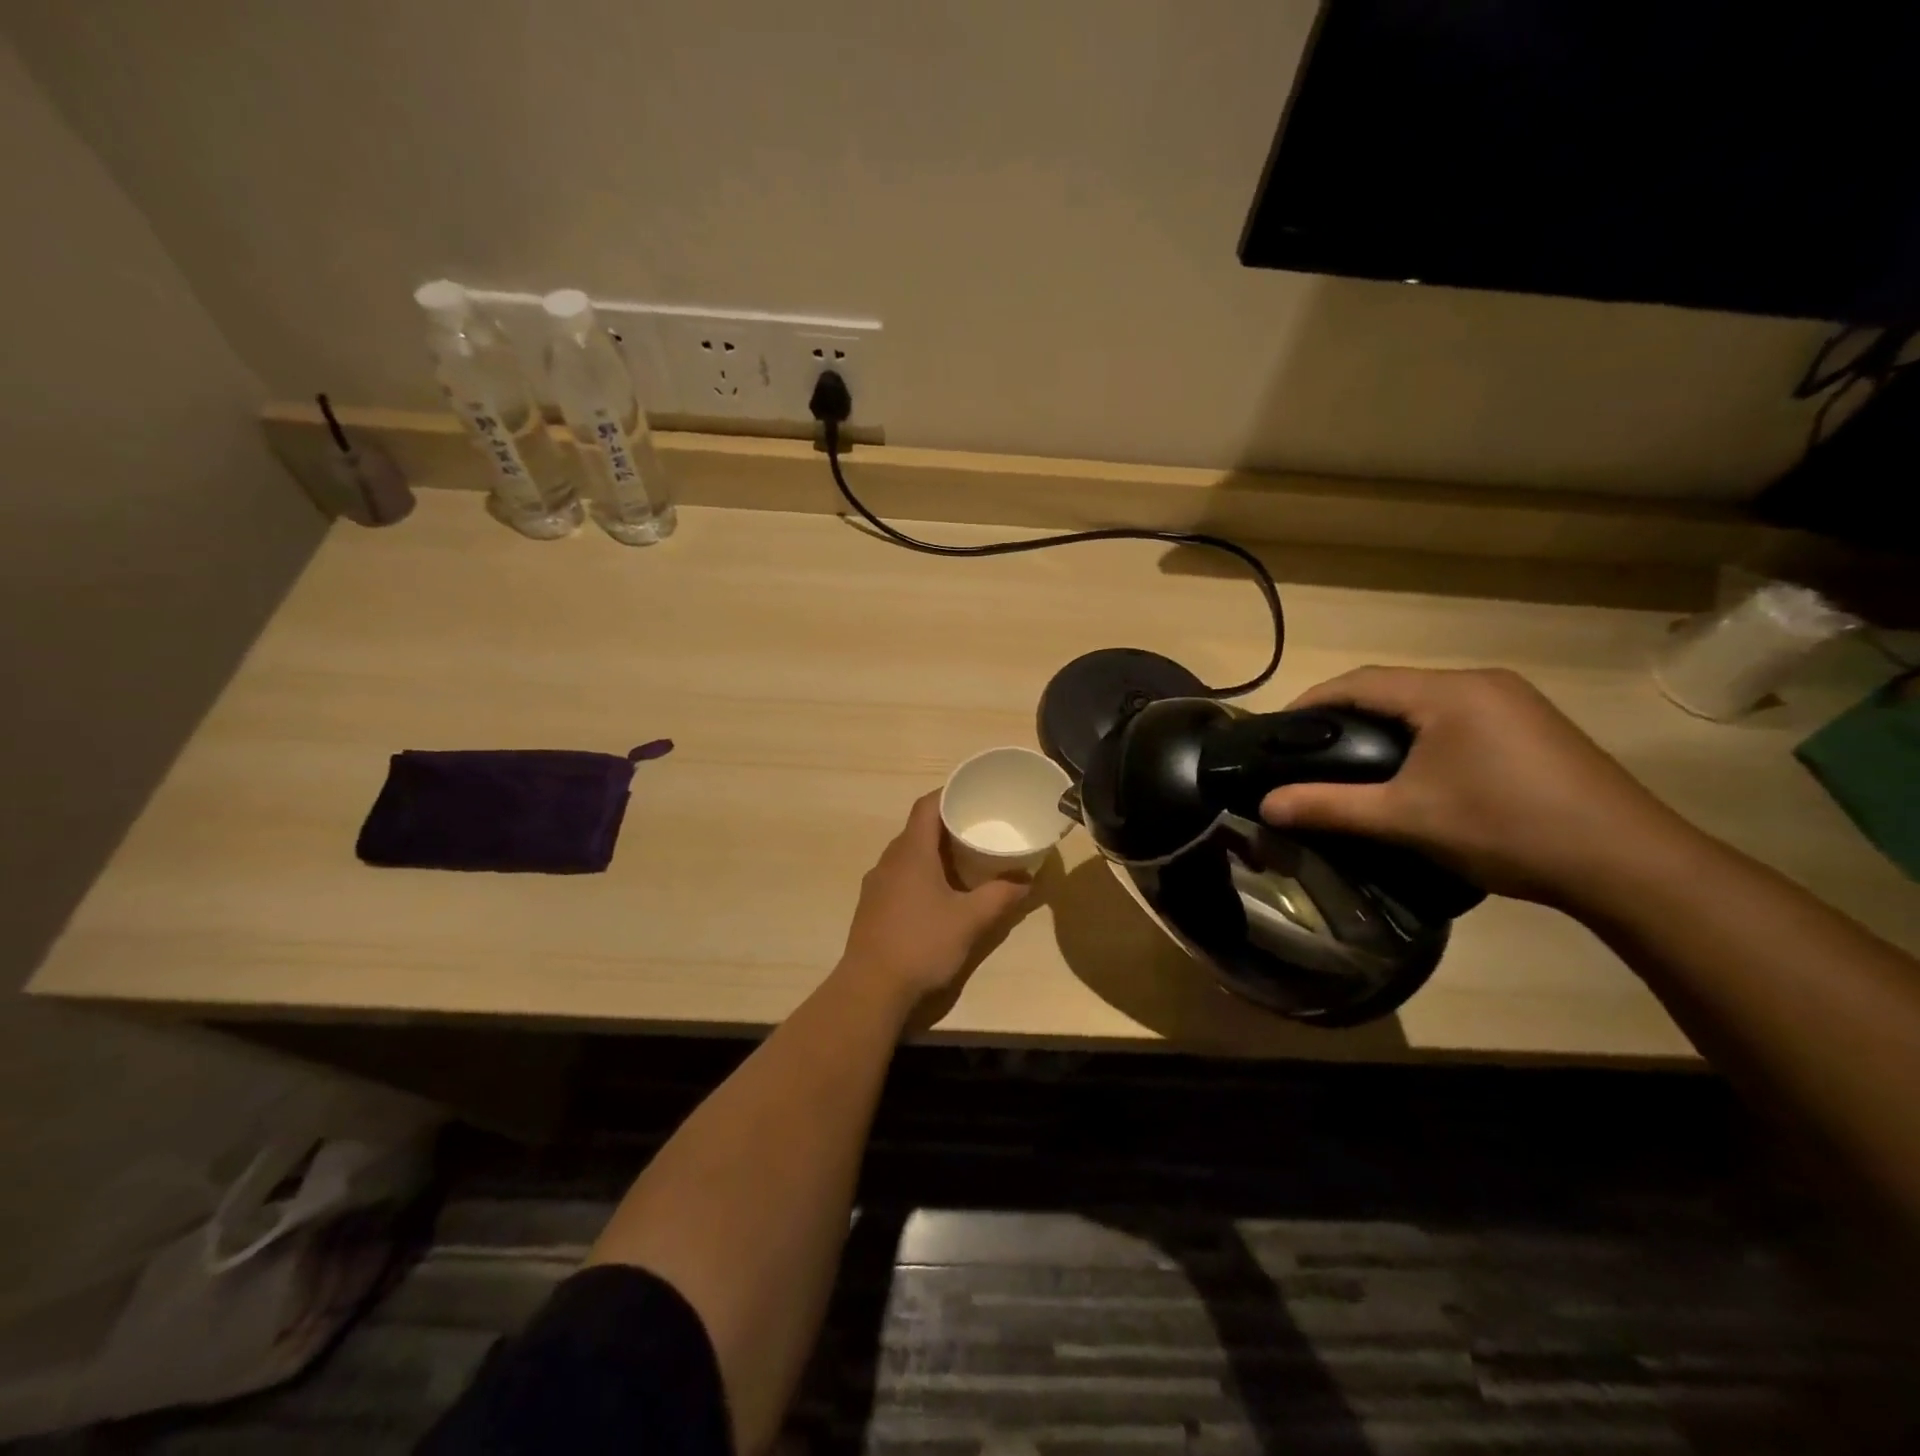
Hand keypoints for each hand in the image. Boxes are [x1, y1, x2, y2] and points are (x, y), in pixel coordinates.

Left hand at [838, 791, 1031, 1012]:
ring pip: (908, 854)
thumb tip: (1027, 880)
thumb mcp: (970, 920)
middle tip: (979, 828)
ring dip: (934, 851)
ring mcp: (876, 883)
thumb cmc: (921, 944)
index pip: (927, 805)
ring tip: (965, 860)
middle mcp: (889, 860)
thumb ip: (1001, 897)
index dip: (949, 793)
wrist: (871, 988)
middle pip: (918, 828)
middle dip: (947, 824)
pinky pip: (900, 875)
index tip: (974, 794)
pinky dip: (921, 873)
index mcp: (911, 852)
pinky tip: (940, 894)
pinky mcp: (873, 906)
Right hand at [1258, 667, 1698, 908]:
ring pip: (1425, 702)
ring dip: (1382, 724)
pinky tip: (1412, 768)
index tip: (1276, 731)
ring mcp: (1513, 702)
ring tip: (1350, 760)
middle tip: (1307, 750)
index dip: (1311, 701)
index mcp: (1448, 692)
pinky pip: (1456, 716)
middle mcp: (1481, 682)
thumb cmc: (1506, 829)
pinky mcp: (1533, 726)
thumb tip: (1266, 805)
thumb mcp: (1405, 819)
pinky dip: (1419, 734)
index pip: (1359, 681)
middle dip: (1344, 713)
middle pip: (1391, 687)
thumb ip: (1329, 806)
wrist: (1628, 864)